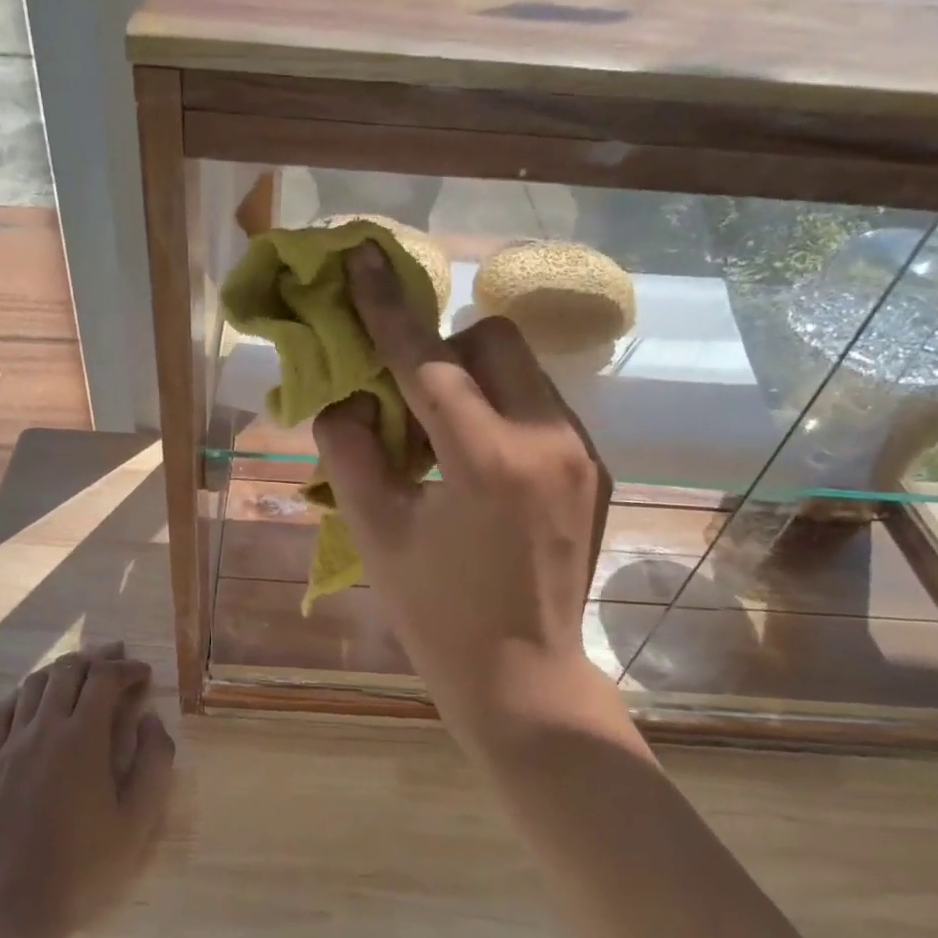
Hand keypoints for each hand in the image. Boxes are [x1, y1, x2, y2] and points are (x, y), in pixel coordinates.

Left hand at [0, 643, 175, 937]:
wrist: (10, 914)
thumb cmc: (83, 868)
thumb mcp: (138, 821)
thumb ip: (154, 762)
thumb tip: (151, 720)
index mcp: (81, 738)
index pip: (104, 679)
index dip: (127, 668)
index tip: (143, 674)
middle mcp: (42, 730)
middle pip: (67, 672)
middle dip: (96, 659)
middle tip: (116, 658)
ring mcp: (7, 746)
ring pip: (33, 686)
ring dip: (61, 670)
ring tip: (79, 672)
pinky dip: (20, 695)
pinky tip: (30, 701)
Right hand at [313, 242, 613, 744]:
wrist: (524, 677)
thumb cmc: (438, 616)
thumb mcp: (375, 533)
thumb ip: (348, 451)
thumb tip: (344, 397)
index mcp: (488, 460)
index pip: (427, 361)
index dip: (387, 309)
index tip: (362, 260)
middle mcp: (548, 439)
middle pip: (493, 340)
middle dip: (442, 349)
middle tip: (408, 398)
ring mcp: (581, 452)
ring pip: (522, 369)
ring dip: (471, 380)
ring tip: (442, 437)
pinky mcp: (593, 468)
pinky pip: (539, 405)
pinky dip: (499, 409)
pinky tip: (477, 462)